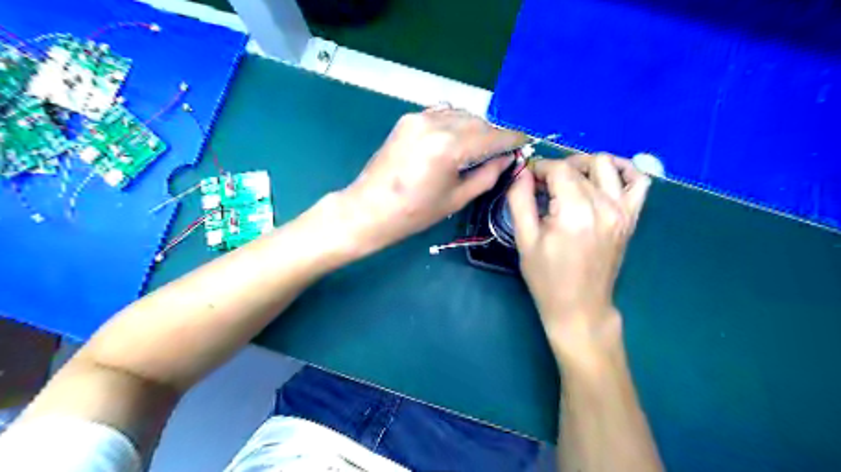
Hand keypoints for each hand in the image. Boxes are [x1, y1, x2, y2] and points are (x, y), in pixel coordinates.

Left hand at [337, 108, 523, 253]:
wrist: (369, 208)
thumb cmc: (414, 213)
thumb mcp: (456, 198)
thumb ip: (487, 175)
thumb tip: (506, 159)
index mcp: (449, 147)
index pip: (492, 135)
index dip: (512, 138)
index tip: (526, 141)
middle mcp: (435, 123)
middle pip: (478, 121)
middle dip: (493, 135)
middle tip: (501, 152)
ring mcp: (419, 118)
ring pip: (461, 114)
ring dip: (475, 127)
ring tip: (479, 148)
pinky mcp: (408, 119)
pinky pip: (442, 113)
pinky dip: (455, 122)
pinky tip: (456, 139)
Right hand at [505, 153, 649, 364]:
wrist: (580, 307)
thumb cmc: (547, 277)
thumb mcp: (525, 240)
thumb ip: (520, 200)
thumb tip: (521, 172)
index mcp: (574, 212)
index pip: (559, 169)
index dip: (539, 168)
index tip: (527, 179)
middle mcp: (604, 206)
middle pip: (579, 167)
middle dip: (556, 170)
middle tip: (541, 188)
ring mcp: (623, 211)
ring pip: (606, 165)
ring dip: (584, 166)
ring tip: (568, 181)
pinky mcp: (631, 218)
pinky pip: (638, 181)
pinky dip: (623, 171)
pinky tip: (605, 177)